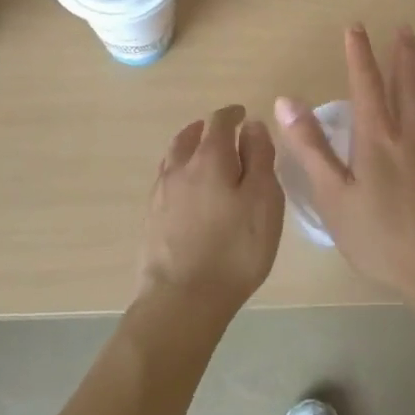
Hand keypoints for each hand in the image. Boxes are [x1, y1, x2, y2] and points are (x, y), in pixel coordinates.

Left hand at [139, 104, 283, 320]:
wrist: (181, 300)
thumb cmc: (234, 248)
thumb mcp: (263, 200)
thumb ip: (260, 157)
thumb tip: (252, 125)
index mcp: (210, 157)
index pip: (219, 121)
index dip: (232, 114)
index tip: (243, 115)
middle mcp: (180, 167)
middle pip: (189, 136)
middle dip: (207, 129)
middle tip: (223, 133)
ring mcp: (161, 194)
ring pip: (173, 157)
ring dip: (188, 148)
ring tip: (202, 155)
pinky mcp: (151, 219)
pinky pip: (165, 181)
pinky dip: (179, 173)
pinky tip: (187, 190)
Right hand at [275, 26, 414, 310]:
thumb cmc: (381, 236)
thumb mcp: (334, 196)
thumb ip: (310, 147)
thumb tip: (286, 101)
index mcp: (377, 136)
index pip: (366, 82)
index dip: (359, 53)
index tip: (355, 27)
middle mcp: (412, 130)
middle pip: (408, 80)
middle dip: (403, 52)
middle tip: (404, 28)